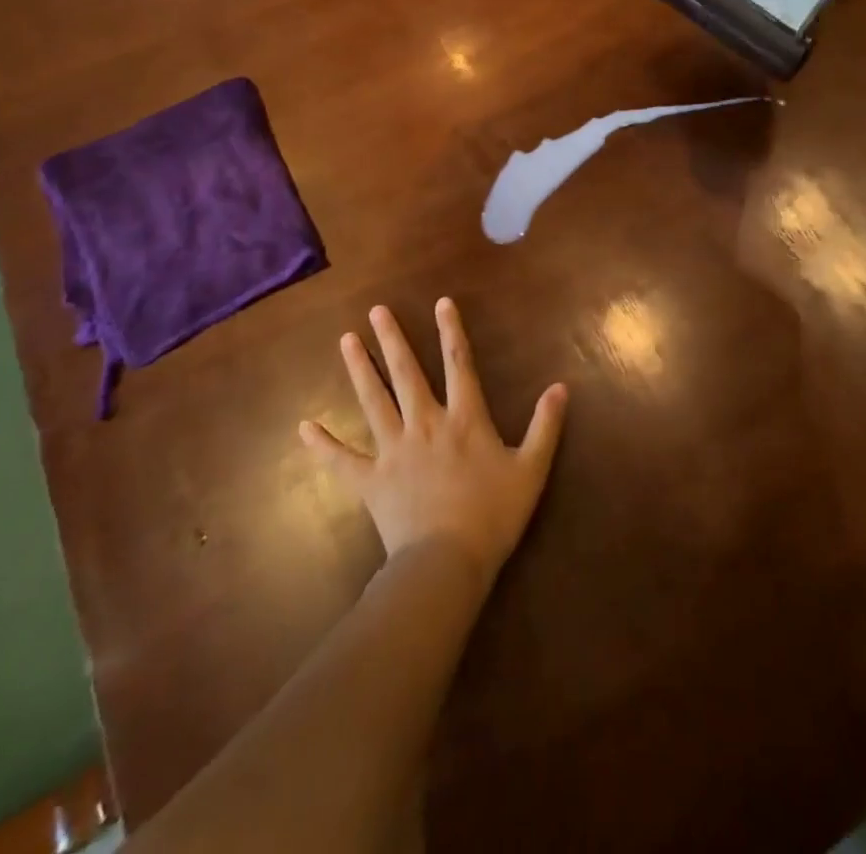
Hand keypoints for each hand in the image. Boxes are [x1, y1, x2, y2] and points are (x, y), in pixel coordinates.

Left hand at [300, 300, 567, 593]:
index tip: (440, 302)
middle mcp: (426, 423)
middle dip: (392, 339)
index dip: (451, 331)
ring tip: (346, 341)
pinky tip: (303, 428)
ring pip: (374, 401)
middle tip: (376, 311)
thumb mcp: (531, 469)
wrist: (447, 562)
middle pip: (406, 374)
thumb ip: (545, 425)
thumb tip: (561, 386)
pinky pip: (342, 460)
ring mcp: (393, 450)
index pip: (458, 363)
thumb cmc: (493, 515)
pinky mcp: (371, 481)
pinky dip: (323, 445)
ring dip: (360, 369)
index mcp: (464, 418)